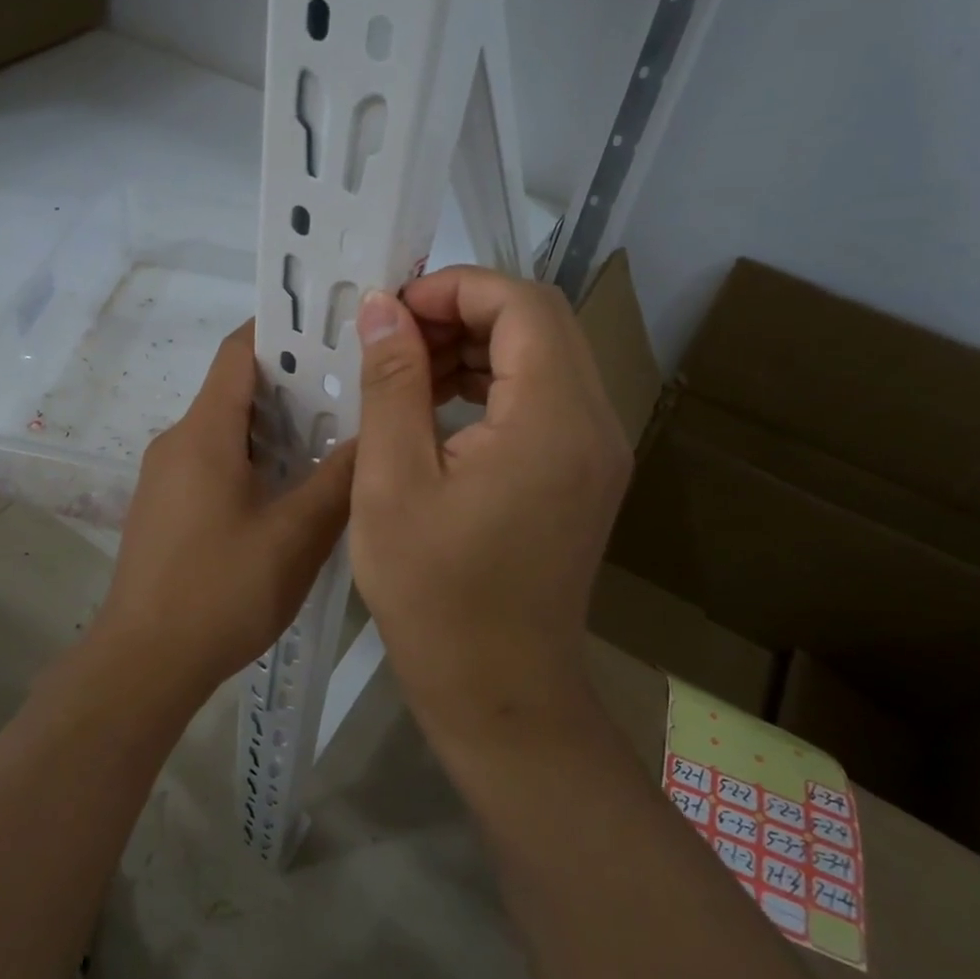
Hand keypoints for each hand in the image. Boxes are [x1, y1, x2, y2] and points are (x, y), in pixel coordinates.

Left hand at [98, 323, 354, 693]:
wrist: (143, 664)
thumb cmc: (220, 592)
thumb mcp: (295, 536)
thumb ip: (339, 480)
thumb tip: (375, 432)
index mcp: (204, 432)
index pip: (239, 351)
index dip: (281, 329)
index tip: (331, 328)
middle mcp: (178, 440)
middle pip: (236, 387)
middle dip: (292, 381)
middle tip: (353, 388)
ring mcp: (166, 474)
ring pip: (227, 427)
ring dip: (276, 424)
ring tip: (335, 434)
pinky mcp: (166, 505)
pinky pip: (214, 459)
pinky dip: (254, 456)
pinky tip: (292, 486)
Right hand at [348, 267, 631, 739]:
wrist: (499, 691)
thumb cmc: (434, 594)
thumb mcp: (393, 481)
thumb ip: (391, 383)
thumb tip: (383, 308)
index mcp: (552, 420)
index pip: (522, 304)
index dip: (455, 288)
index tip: (392, 310)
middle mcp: (594, 423)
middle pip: (539, 321)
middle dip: (463, 310)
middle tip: (394, 337)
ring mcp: (597, 449)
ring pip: (543, 354)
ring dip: (476, 344)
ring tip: (407, 368)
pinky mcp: (584, 471)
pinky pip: (544, 395)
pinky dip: (492, 381)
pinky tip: (438, 403)